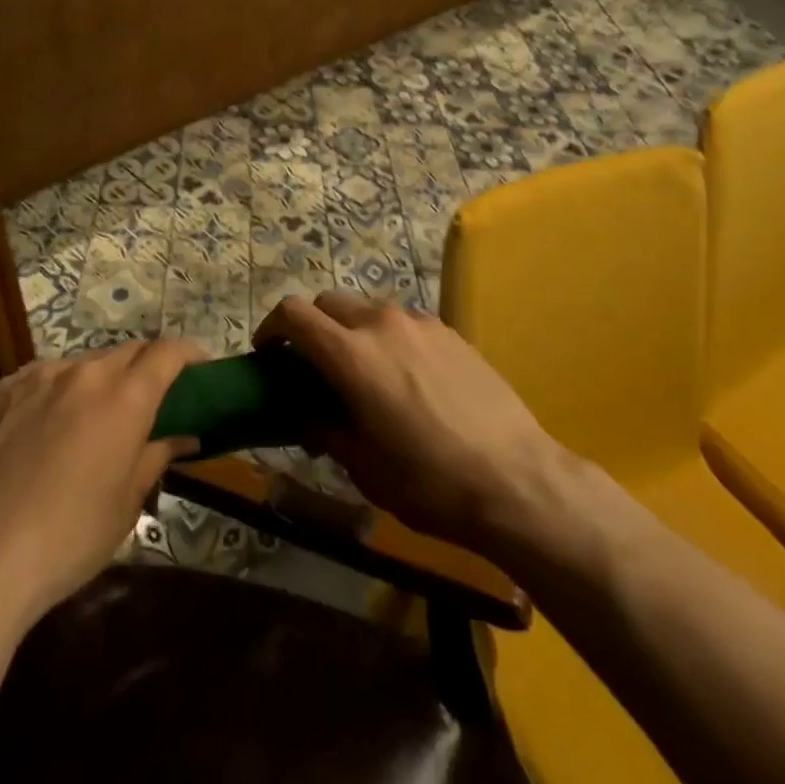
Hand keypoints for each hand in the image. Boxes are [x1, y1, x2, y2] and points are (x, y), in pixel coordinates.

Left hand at [0, 340, 202, 628]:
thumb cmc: (68, 539)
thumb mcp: (126, 505)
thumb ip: (157, 456)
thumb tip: (184, 435)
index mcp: (124, 397)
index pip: (168, 352)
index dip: (189, 354)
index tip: (199, 368)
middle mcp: (84, 372)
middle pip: (128, 352)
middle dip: (146, 367)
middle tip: (150, 399)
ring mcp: (38, 376)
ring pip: (84, 363)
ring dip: (100, 381)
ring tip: (93, 418)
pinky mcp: (2, 389)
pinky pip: (43, 377)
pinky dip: (58, 391)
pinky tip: (46, 427)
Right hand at [257, 292, 573, 555]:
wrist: (516, 480)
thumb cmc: (429, 482)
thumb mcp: (363, 466)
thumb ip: (323, 429)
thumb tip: (302, 415)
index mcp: (351, 354)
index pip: (294, 314)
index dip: (272, 328)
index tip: (268, 353)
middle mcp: (381, 323)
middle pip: (328, 302)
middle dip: (311, 326)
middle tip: (313, 367)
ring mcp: (419, 322)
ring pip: (367, 309)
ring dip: (351, 331)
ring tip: (363, 374)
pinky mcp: (449, 331)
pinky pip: (402, 322)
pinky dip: (387, 337)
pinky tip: (405, 378)